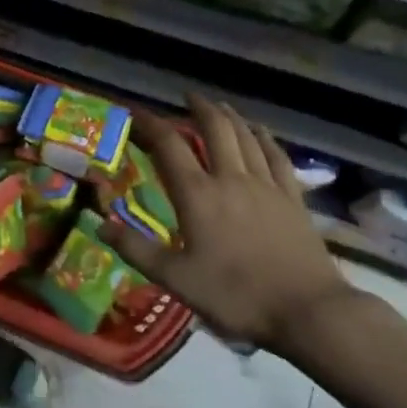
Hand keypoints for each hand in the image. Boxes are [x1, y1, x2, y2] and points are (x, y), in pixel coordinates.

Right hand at [105, 94, 358, 358]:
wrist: (307, 311)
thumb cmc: (236, 296)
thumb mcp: (176, 280)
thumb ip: (136, 249)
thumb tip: (99, 224)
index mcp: (198, 195)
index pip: (170, 146)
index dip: (151, 124)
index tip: (137, 112)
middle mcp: (230, 179)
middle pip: (215, 130)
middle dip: (199, 108)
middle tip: (188, 96)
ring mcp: (266, 186)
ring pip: (246, 138)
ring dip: (230, 117)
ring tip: (220, 106)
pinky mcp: (293, 198)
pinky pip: (277, 157)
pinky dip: (266, 138)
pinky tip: (261, 132)